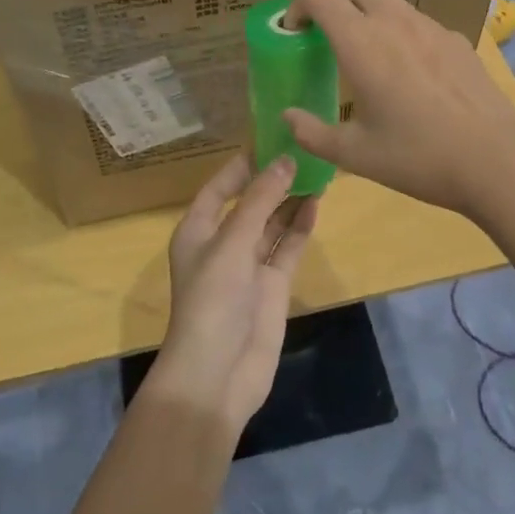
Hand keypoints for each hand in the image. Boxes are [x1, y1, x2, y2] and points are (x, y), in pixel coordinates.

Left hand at [145, 155, 318, 437]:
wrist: (217, 373)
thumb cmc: (213, 299)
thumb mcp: (232, 242)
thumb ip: (260, 201)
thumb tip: (285, 161)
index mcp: (197, 230)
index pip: (219, 187)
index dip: (242, 165)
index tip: (271, 140)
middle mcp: (222, 244)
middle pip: (249, 203)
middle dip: (273, 180)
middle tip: (304, 151)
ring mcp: (248, 266)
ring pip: (272, 224)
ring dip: (290, 201)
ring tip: (317, 171)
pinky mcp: (271, 286)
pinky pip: (287, 248)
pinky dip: (300, 228)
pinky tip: (317, 205)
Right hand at [284, 0, 514, 220]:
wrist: (498, 160)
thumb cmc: (418, 157)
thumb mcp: (355, 154)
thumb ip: (312, 133)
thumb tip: (287, 117)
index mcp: (361, 42)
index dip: (296, 5)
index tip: (293, 33)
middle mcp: (393, 19)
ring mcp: (428, 24)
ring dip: (358, 3)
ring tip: (355, 44)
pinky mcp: (453, 38)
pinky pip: (412, 20)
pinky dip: (392, 29)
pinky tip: (403, 72)